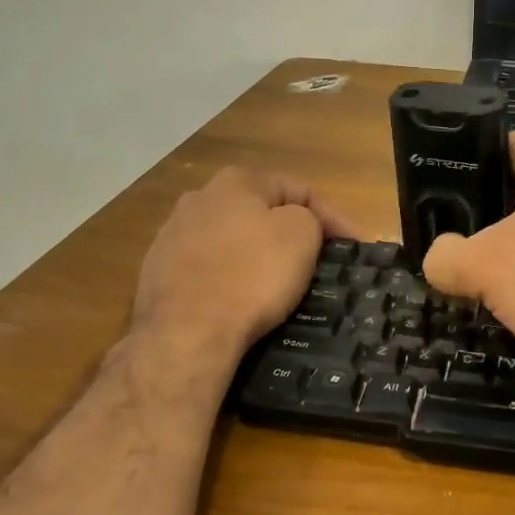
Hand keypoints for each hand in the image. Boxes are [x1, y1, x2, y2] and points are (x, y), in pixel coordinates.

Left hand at [130, 167, 355, 368]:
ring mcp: (172, 236)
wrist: (186, 333)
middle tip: (319, 261)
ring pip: (232, 241)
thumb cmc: (252, 276)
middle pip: (261, 212)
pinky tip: (243, 301)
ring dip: (258, 256)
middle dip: (291, 233)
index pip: (300, 190)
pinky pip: (209, 270)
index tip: (356, 246)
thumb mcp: (301, 235)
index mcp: (236, 181)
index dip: (334, 217)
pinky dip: (231, 280)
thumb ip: (307, 217)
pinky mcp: (158, 274)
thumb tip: (296, 224)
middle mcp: (198, 199)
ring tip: (281, 283)